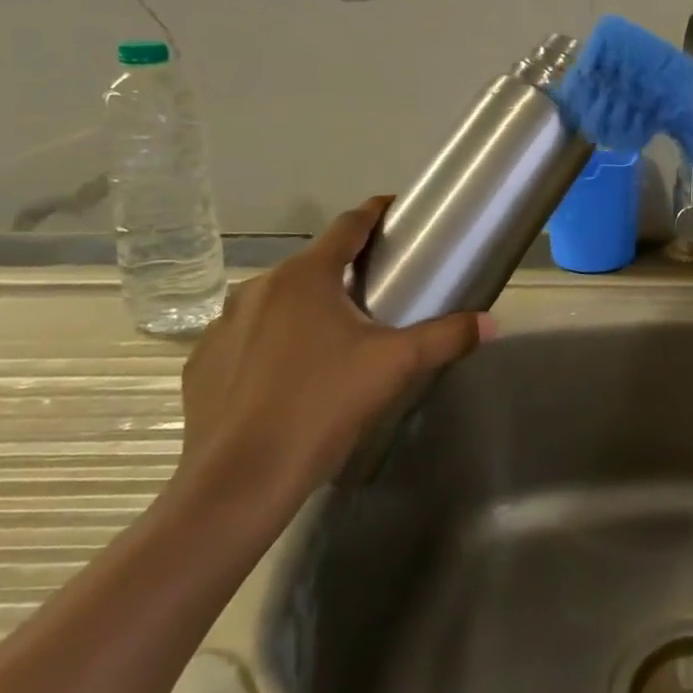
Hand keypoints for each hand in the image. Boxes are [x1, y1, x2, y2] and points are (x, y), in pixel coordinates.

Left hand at [174, 196, 490, 517]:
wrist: (239, 481)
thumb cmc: (323, 405)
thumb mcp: (396, 366)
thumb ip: (446, 336)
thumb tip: (490, 323)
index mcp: (306, 277)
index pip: (347, 226)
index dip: (374, 213)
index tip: (395, 211)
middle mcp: (259, 288)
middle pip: (313, 265)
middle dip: (345, 270)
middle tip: (379, 291)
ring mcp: (222, 326)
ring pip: (277, 302)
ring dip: (307, 307)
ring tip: (335, 338)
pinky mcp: (201, 364)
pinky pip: (247, 338)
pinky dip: (272, 343)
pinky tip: (290, 376)